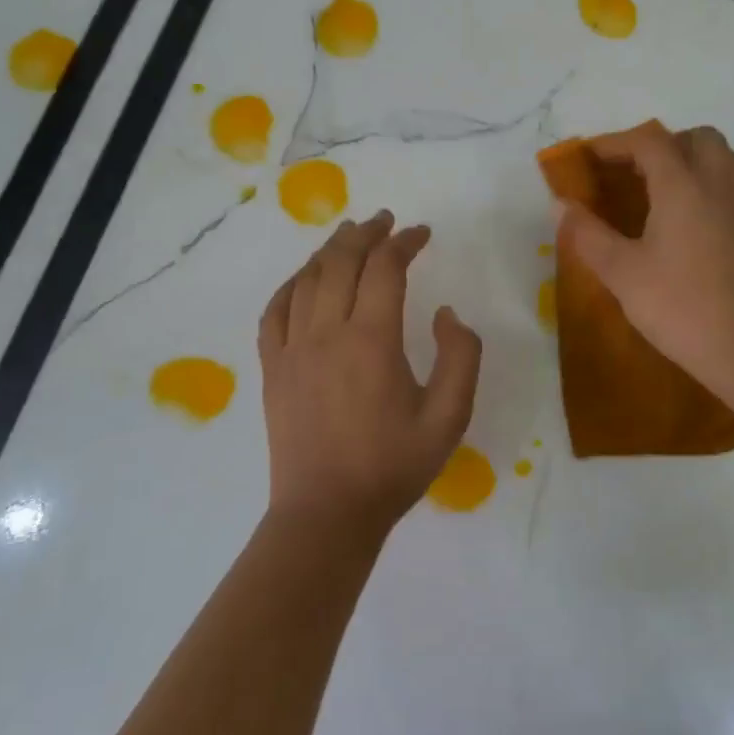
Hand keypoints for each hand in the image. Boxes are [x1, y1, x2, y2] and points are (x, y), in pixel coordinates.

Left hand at [258, 210, 482, 539]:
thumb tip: (445, 313)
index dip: (404, 242)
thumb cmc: (393, 466)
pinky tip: (303, 278)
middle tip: (385, 221)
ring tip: (347, 235)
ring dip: (330, 250)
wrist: (327, 513)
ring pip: (307, 279)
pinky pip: (275, 310)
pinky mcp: (272, 367)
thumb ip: (460, 357)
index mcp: (372, 340)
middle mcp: (327, 332)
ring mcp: (293, 348)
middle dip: (366, 233)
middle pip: (342, 261)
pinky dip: (291, 284)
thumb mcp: (450, 417)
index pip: (385, 268)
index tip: (422, 234)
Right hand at [555, 122, 733, 408]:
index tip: (589, 157)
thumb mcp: (622, 273)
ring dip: (694, 159)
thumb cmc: (681, 306)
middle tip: (632, 173)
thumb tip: (561, 205)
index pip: (649, 142)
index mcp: (683, 186)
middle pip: (697, 138)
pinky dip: (712, 185)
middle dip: (661, 145)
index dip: (615, 143)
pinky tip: (690, 222)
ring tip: (665, 189)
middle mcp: (719, 184)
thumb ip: (588, 234)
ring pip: (726, 158)